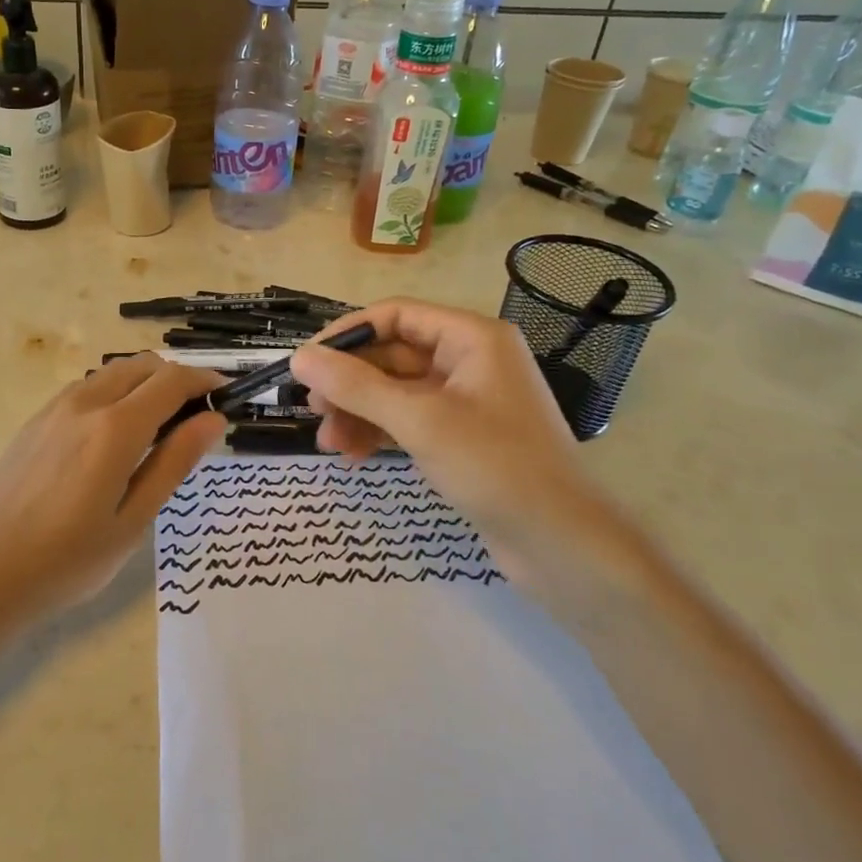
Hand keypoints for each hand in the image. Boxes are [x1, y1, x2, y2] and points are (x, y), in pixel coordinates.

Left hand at [0, 355, 224, 666]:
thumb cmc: (66, 561)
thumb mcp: (132, 520)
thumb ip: (174, 463)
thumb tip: (213, 420)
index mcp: (115, 427)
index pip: (173, 380)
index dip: (206, 382)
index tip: (226, 397)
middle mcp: (85, 402)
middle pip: (143, 366)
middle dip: (178, 378)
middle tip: (197, 416)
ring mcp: (54, 408)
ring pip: (113, 373)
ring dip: (145, 383)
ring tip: (160, 426)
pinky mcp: (35, 421)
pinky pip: (86, 388)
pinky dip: (115, 393)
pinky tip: (115, 434)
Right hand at [290, 299, 637, 598]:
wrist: (562, 545)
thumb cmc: (496, 467)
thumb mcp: (420, 421)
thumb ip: (356, 387)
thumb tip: (299, 357)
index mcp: (472, 338)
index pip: (396, 315)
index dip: (348, 335)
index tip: (307, 362)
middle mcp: (469, 360)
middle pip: (392, 355)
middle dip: (349, 383)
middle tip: (312, 408)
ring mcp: (465, 401)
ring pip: (395, 392)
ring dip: (358, 412)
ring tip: (326, 442)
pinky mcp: (461, 437)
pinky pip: (407, 420)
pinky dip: (378, 432)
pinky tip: (351, 455)